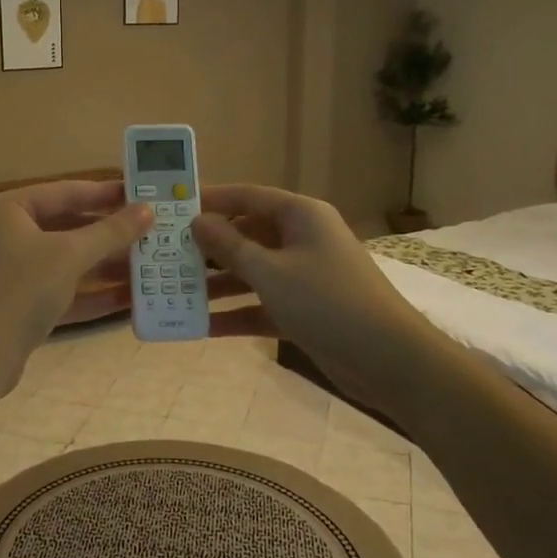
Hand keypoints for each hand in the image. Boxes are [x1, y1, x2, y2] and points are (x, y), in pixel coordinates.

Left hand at [0, 182, 152, 395]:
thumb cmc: (19, 291)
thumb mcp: (69, 255)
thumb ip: (111, 232)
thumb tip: (148, 210)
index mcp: (8, 209)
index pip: (65, 191)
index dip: (106, 193)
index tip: (143, 194)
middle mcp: (7, 234)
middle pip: (67, 226)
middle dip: (110, 233)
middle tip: (152, 231)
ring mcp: (12, 272)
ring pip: (67, 261)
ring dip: (106, 264)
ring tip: (150, 264)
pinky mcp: (21, 305)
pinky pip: (63, 290)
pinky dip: (92, 293)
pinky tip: (130, 297)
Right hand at [190, 185, 419, 405]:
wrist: (389, 360)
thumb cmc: (327, 302)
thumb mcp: (271, 272)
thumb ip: (230, 246)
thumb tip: (197, 221)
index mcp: (301, 215)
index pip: (247, 197)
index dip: (210, 200)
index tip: (172, 208)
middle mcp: (303, 239)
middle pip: (247, 235)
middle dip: (209, 248)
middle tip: (166, 256)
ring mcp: (304, 275)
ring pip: (252, 272)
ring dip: (218, 284)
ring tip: (174, 293)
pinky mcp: (305, 309)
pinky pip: (262, 303)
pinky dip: (237, 313)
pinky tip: (202, 327)